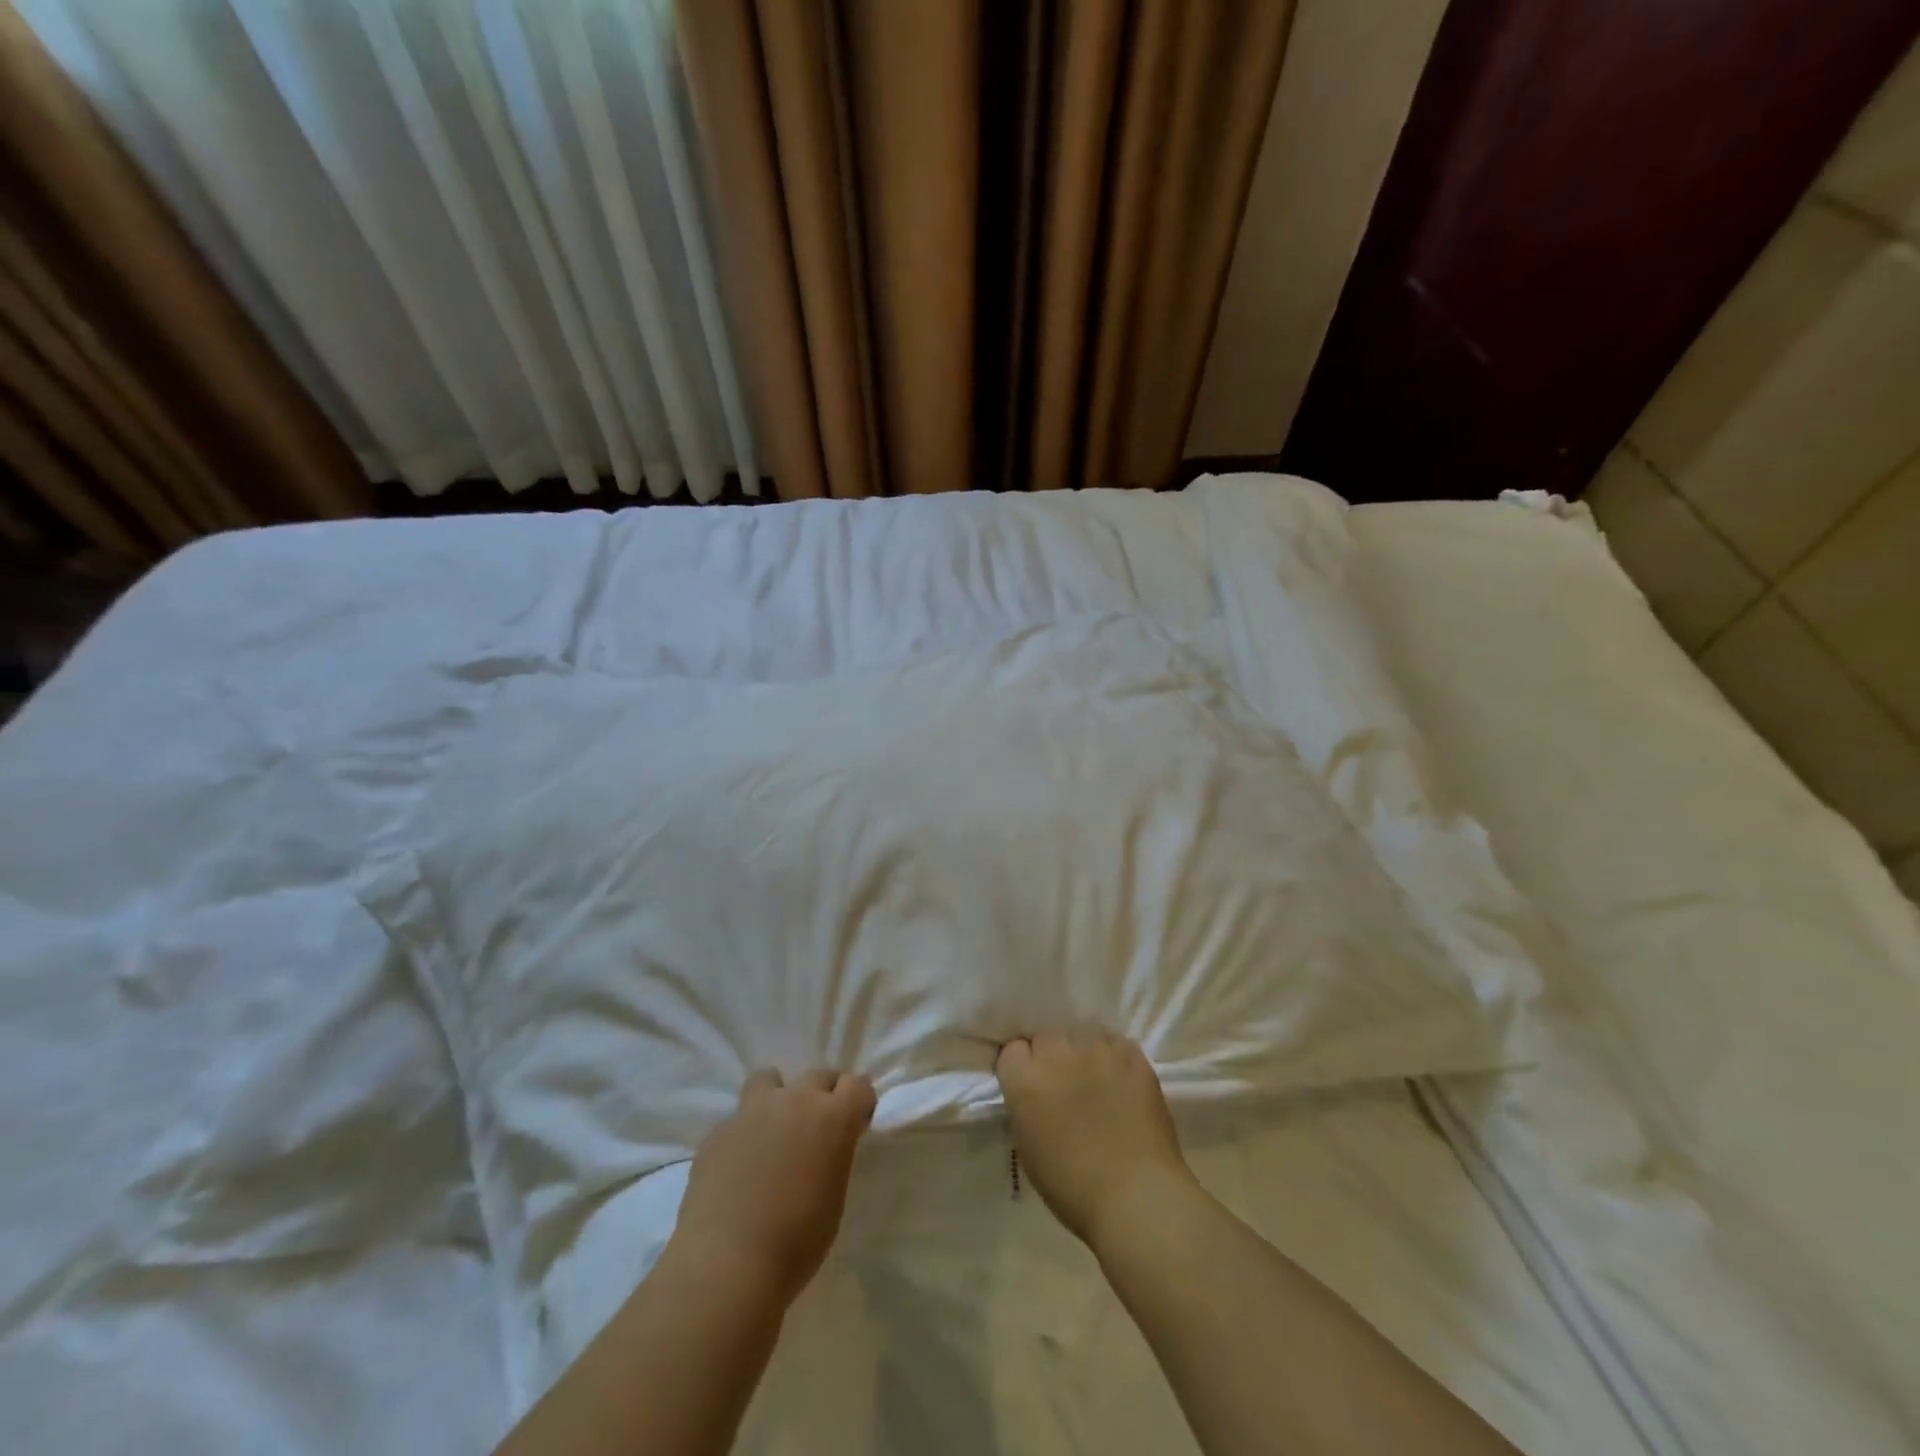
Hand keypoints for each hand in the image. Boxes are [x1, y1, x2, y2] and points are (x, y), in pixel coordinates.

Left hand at [666, 1068, 876, 1302]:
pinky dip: (744, 1134)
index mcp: (832, 1117)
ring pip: (769, 1080)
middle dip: (823, 1096)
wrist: (727, 1265)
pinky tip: (738, 1168)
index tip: (855, 1125)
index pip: (858, 1085)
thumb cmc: (795, 1242)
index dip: (859, 1103)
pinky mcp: (718, 1130)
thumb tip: (821, 1147)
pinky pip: (738, 1119)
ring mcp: (752, 1111)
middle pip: (818, 1076)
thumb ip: (832, 1155)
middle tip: (817, 1130)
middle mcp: (795, 1100)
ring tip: (772, 1132)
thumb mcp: (833, 1197)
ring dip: (777, 1097)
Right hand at [996, 1028, 1196, 1250]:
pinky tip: (1118, 1078)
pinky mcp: (1130, 1054)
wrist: (1137, 1196)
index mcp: (1025, 1080)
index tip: (1030, 1086)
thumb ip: (1024, 1107)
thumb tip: (1033, 1094)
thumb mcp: (1028, 1148)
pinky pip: (1113, 1041)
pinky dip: (1112, 1055)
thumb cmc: (1074, 1187)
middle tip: (1062, 1084)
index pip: (1012, 1050)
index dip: (1021, 1068)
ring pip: (1080, 1034)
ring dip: (1081, 1052)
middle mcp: (1057, 1054)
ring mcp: (1096, 1049)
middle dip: (1050, 1057)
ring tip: (1094, 1078)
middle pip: (1045, 1037)